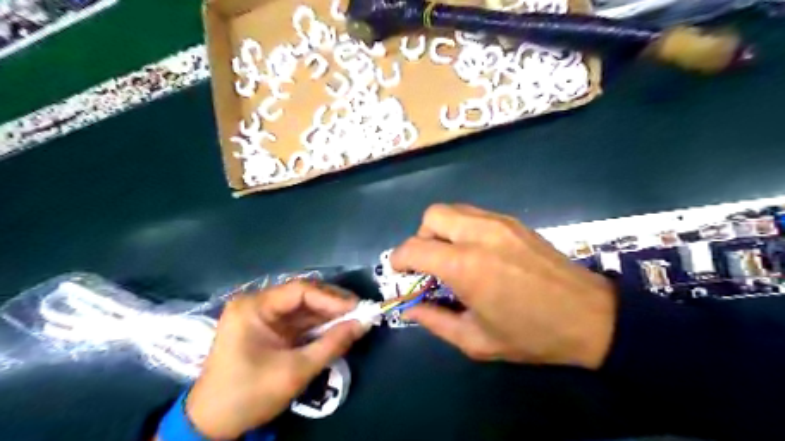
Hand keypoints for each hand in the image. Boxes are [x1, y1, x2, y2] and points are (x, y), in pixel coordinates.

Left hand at [184, 281, 367, 439]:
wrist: (212, 425)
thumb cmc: (249, 395)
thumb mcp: (295, 371)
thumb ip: (332, 344)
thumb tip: (364, 324)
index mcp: (254, 307)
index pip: (300, 290)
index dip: (331, 298)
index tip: (357, 308)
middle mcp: (256, 304)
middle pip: (302, 295)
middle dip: (331, 304)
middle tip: (359, 312)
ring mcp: (261, 316)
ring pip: (302, 307)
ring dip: (327, 315)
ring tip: (353, 320)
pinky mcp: (267, 329)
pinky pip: (297, 321)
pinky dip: (317, 325)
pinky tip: (336, 329)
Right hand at [390, 202, 615, 368]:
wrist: (591, 317)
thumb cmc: (532, 335)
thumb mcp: (476, 340)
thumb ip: (435, 321)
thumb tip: (411, 308)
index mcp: (465, 266)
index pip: (413, 248)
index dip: (398, 260)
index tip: (400, 274)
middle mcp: (478, 234)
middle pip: (431, 216)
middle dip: (420, 238)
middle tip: (429, 264)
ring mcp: (499, 223)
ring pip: (453, 210)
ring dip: (441, 231)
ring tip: (452, 258)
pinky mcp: (514, 222)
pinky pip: (474, 214)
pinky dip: (462, 228)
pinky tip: (476, 253)